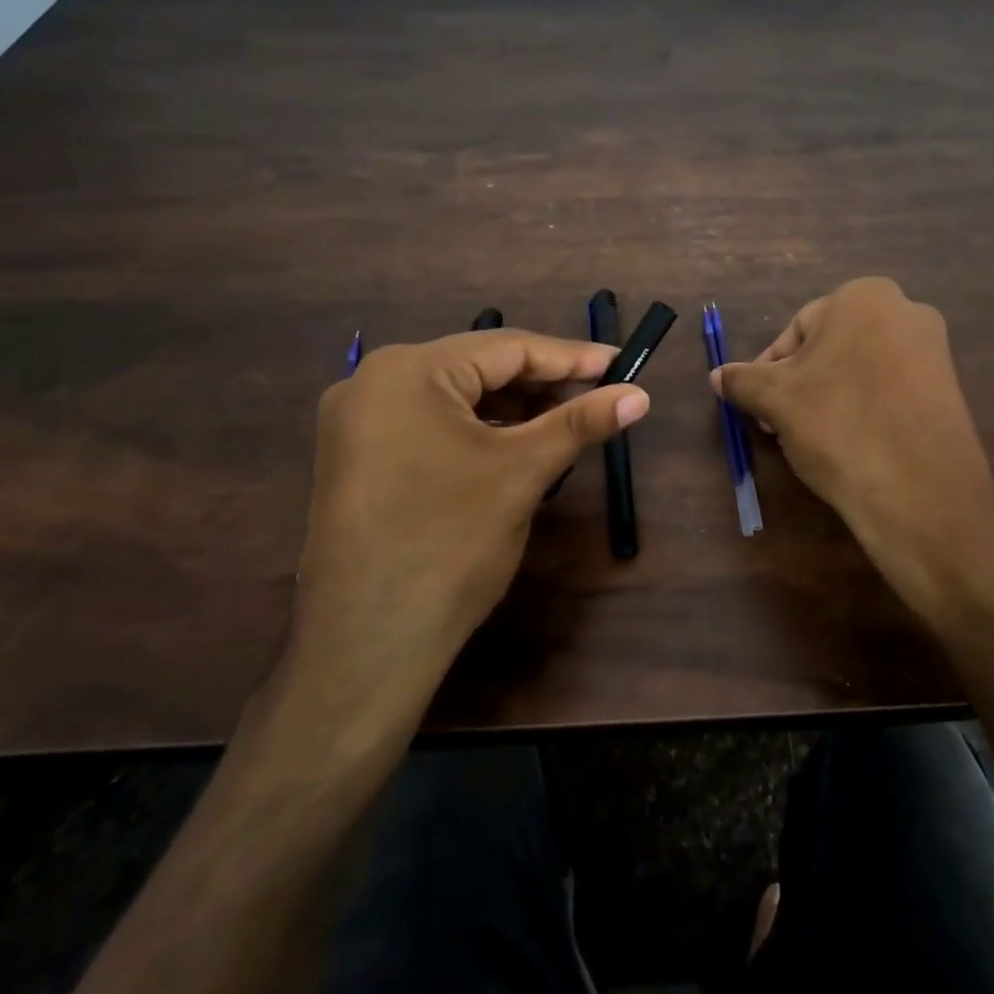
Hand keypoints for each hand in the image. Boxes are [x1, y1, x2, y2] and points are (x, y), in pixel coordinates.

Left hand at [281, 329, 648, 715]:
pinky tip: (511, 446)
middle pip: (477, 368)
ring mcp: (355, 422)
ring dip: (510, 407)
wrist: (367, 646)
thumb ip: (580, 422)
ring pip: (453, 397)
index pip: (506, 347)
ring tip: (563, 423)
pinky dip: (475, 430)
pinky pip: (428, 424)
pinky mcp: (354, 457)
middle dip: (541, 384)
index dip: (570, 357)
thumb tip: (639, 395)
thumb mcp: (522, 473)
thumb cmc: (450, 544)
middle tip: (597, 397)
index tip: (620, 364)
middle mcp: (371, 382)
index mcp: (407, 371)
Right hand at [712, 278, 993, 623]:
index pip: (796, 329)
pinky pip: (889, 390)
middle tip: (779, 425)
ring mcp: (934, 350)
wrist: (919, 491)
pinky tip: (849, 445)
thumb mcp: (775, 400)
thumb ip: (742, 380)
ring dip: (826, 399)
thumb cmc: (837, 425)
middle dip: (798, 386)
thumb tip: (717, 376)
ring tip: (810, 440)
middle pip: (829, 348)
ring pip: (858, 370)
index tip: (758, 407)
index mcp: (863, 297)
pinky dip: (863, 410)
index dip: (768, 370)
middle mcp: (905, 310)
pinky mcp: (949, 389)